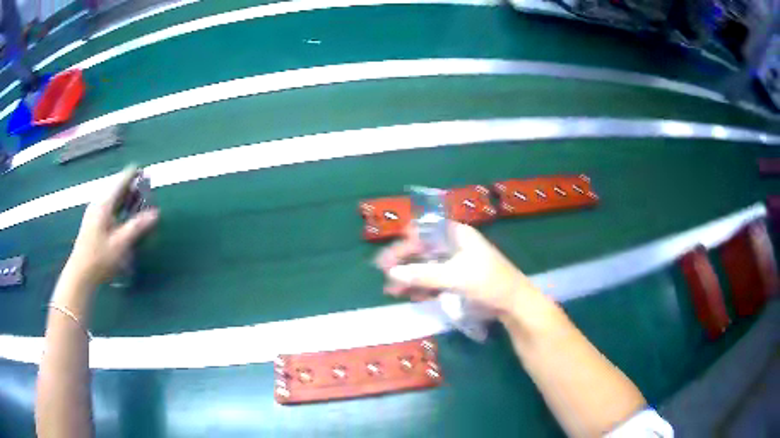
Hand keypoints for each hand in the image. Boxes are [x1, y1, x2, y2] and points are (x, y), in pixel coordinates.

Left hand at [63, 166, 158, 289]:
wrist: (81, 274)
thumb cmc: (100, 258)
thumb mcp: (120, 244)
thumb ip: (137, 227)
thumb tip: (155, 213)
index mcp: (104, 205)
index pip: (120, 183)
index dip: (132, 175)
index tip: (143, 170)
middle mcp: (98, 204)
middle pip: (116, 189)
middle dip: (130, 188)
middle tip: (144, 188)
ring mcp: (93, 213)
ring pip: (111, 199)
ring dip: (124, 198)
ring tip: (136, 200)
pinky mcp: (92, 222)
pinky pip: (108, 207)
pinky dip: (118, 206)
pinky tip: (123, 215)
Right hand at [374, 222, 539, 314]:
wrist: (514, 303)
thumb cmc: (488, 282)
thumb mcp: (454, 277)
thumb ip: (423, 274)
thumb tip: (392, 271)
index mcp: (456, 234)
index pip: (423, 231)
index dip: (404, 242)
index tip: (388, 258)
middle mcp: (455, 244)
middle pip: (423, 248)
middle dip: (403, 261)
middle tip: (384, 274)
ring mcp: (457, 262)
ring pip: (428, 265)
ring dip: (410, 276)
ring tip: (393, 291)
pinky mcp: (459, 278)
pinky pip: (436, 278)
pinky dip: (423, 285)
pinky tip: (413, 296)